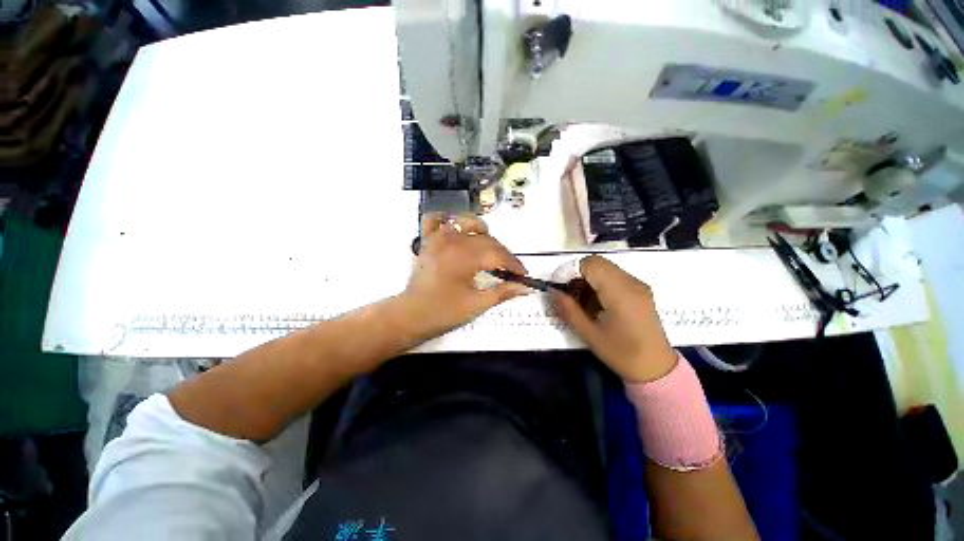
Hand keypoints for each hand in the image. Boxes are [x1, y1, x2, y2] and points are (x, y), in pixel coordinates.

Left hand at [400, 214, 530, 338]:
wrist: (411, 315)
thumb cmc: (444, 312)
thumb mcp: (477, 305)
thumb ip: (503, 292)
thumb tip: (526, 287)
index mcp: (465, 257)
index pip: (498, 255)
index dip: (514, 264)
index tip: (523, 274)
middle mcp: (453, 241)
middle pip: (487, 240)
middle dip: (503, 254)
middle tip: (509, 271)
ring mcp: (437, 237)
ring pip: (467, 223)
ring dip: (482, 233)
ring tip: (488, 250)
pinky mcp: (427, 240)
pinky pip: (435, 219)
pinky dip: (447, 219)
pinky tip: (457, 229)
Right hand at [551, 256, 676, 382]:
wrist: (656, 368)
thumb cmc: (622, 354)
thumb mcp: (589, 335)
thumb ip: (568, 310)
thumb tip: (552, 291)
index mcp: (621, 293)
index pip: (591, 264)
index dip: (570, 271)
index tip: (559, 287)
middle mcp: (632, 282)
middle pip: (597, 263)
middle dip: (577, 274)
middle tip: (568, 294)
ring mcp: (638, 284)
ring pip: (605, 268)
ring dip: (587, 278)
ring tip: (580, 300)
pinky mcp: (639, 289)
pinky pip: (613, 276)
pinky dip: (598, 283)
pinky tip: (595, 302)